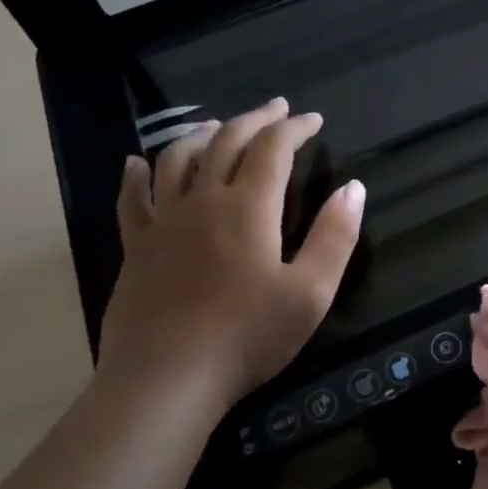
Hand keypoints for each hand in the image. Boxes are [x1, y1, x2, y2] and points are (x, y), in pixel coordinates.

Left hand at [97, 97, 364, 415]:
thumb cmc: (247, 337)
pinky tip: (137, 162)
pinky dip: (137, 174)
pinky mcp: (136, 248)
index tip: (313, 120)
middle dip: (255, 120)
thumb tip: (353, 188)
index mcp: (249, 208)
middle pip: (226, 142)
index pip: (273, 149)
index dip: (294, 128)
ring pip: (178, 159)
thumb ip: (334, 237)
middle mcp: (203, 201)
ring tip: (217, 125)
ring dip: (201, 134)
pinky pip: (133, 198)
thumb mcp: (310, 293)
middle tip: (276, 108)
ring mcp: (163, 222)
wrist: (166, 379)